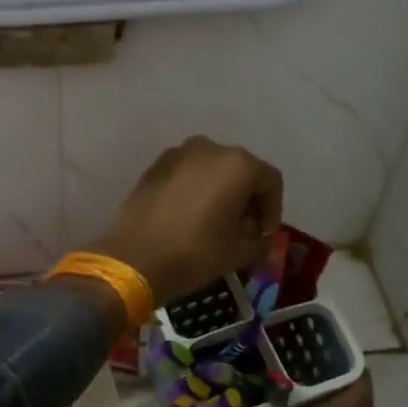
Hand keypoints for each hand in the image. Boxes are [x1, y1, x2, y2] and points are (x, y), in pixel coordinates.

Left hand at [89, 136, 282, 305]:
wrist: (134, 258)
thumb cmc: (196, 252)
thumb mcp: (239, 252)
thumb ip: (259, 242)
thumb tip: (259, 239)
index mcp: (238, 164)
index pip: (271, 181)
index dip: (273, 210)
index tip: (263, 235)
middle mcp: (210, 148)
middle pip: (241, 170)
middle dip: (247, 199)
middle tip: (243, 229)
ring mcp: (178, 153)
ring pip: (212, 170)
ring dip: (220, 192)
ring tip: (215, 222)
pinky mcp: (155, 166)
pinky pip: (187, 174)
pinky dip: (195, 190)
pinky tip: (189, 216)